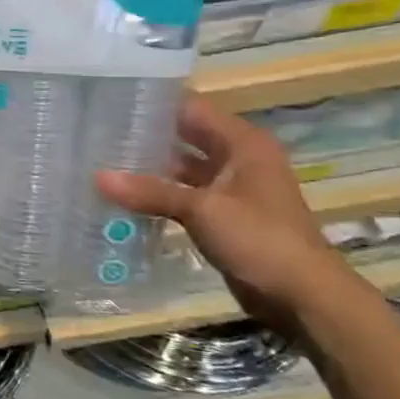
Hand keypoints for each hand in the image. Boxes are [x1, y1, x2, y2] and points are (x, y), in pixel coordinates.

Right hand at [95, 92, 355, 328]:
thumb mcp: (202, 210)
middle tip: (98, 133)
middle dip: (146, 136)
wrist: (302, 296)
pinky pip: (183, 195)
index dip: (154, 104)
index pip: (191, 108)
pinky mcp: (223, 215)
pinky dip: (159, 195)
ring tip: (103, 161)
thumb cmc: (260, 239)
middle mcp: (238, 158)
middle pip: (185, 136)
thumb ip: (150, 192)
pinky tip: (124, 196)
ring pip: (182, 168)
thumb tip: (97, 177)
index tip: (111, 102)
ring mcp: (231, 188)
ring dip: (149, 168)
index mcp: (242, 143)